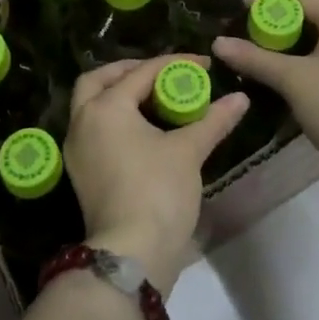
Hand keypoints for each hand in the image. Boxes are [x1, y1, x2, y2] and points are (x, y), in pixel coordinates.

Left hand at [63, 55, 247, 295]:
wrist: (132, 255)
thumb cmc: (158, 192)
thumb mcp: (189, 150)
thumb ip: (213, 119)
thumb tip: (241, 98)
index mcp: (105, 107)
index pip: (141, 72)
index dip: (175, 64)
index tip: (203, 65)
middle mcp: (82, 121)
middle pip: (100, 80)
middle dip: (130, 71)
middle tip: (161, 74)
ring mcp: (77, 149)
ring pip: (92, 106)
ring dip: (119, 95)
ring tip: (154, 98)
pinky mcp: (82, 172)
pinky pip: (94, 129)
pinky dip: (115, 119)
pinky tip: (143, 128)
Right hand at [212, 0, 318, 177]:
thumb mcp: (291, 80)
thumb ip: (254, 58)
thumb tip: (218, 43)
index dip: (266, 2)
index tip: (239, 10)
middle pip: (318, 12)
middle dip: (285, 22)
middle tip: (255, 34)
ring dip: (304, 40)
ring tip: (276, 52)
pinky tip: (307, 70)